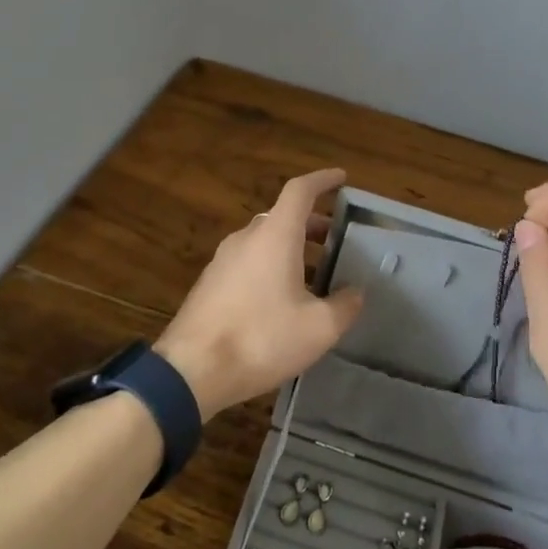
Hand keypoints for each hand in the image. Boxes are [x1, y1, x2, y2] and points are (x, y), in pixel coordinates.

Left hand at [156, 168, 364, 420]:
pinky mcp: (210, 283)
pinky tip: (282, 299)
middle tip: (335, 239)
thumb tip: (356, 293)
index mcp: (275, 235)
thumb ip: (344, 306)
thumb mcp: (318, 328)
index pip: (300, 190)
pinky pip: (248, 262)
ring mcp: (223, 260)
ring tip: (315, 274)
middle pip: (282, 216)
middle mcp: (247, 237)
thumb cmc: (261, 339)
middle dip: (312, 223)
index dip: (322, 180)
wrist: (191, 370)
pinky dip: (271, 266)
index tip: (341, 178)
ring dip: (291, 247)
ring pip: (264, 240)